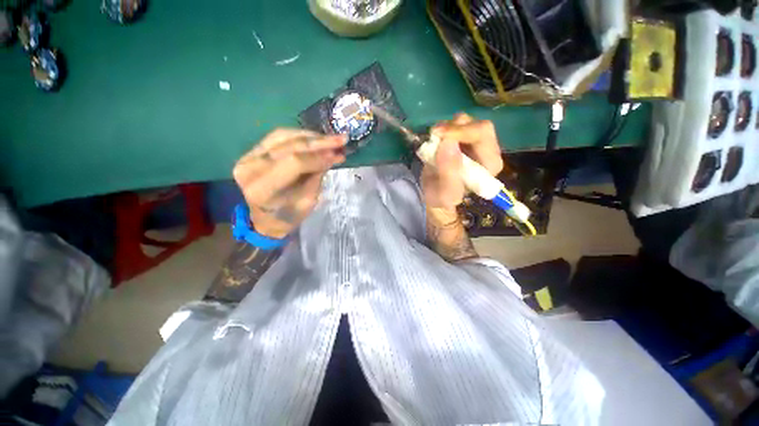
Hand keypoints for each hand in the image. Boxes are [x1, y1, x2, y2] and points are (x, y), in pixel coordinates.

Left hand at [233, 129, 346, 238]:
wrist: (265, 218)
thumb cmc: (288, 216)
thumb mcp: (307, 201)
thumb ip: (317, 176)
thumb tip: (333, 154)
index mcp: (262, 189)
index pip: (294, 163)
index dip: (318, 157)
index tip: (339, 155)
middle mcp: (250, 168)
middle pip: (289, 146)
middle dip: (319, 142)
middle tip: (341, 140)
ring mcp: (247, 156)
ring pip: (283, 136)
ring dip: (311, 136)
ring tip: (332, 139)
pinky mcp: (252, 151)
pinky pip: (278, 136)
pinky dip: (300, 135)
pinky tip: (316, 138)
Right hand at [421, 113, 502, 220]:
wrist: (435, 196)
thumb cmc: (442, 199)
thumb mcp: (445, 193)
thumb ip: (448, 172)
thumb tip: (448, 143)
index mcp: (490, 164)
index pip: (482, 135)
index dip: (462, 131)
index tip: (440, 135)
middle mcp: (487, 150)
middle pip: (477, 124)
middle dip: (454, 127)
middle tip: (434, 134)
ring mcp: (474, 143)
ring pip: (465, 121)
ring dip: (447, 128)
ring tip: (434, 141)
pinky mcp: (462, 139)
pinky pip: (454, 125)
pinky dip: (442, 130)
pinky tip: (435, 141)